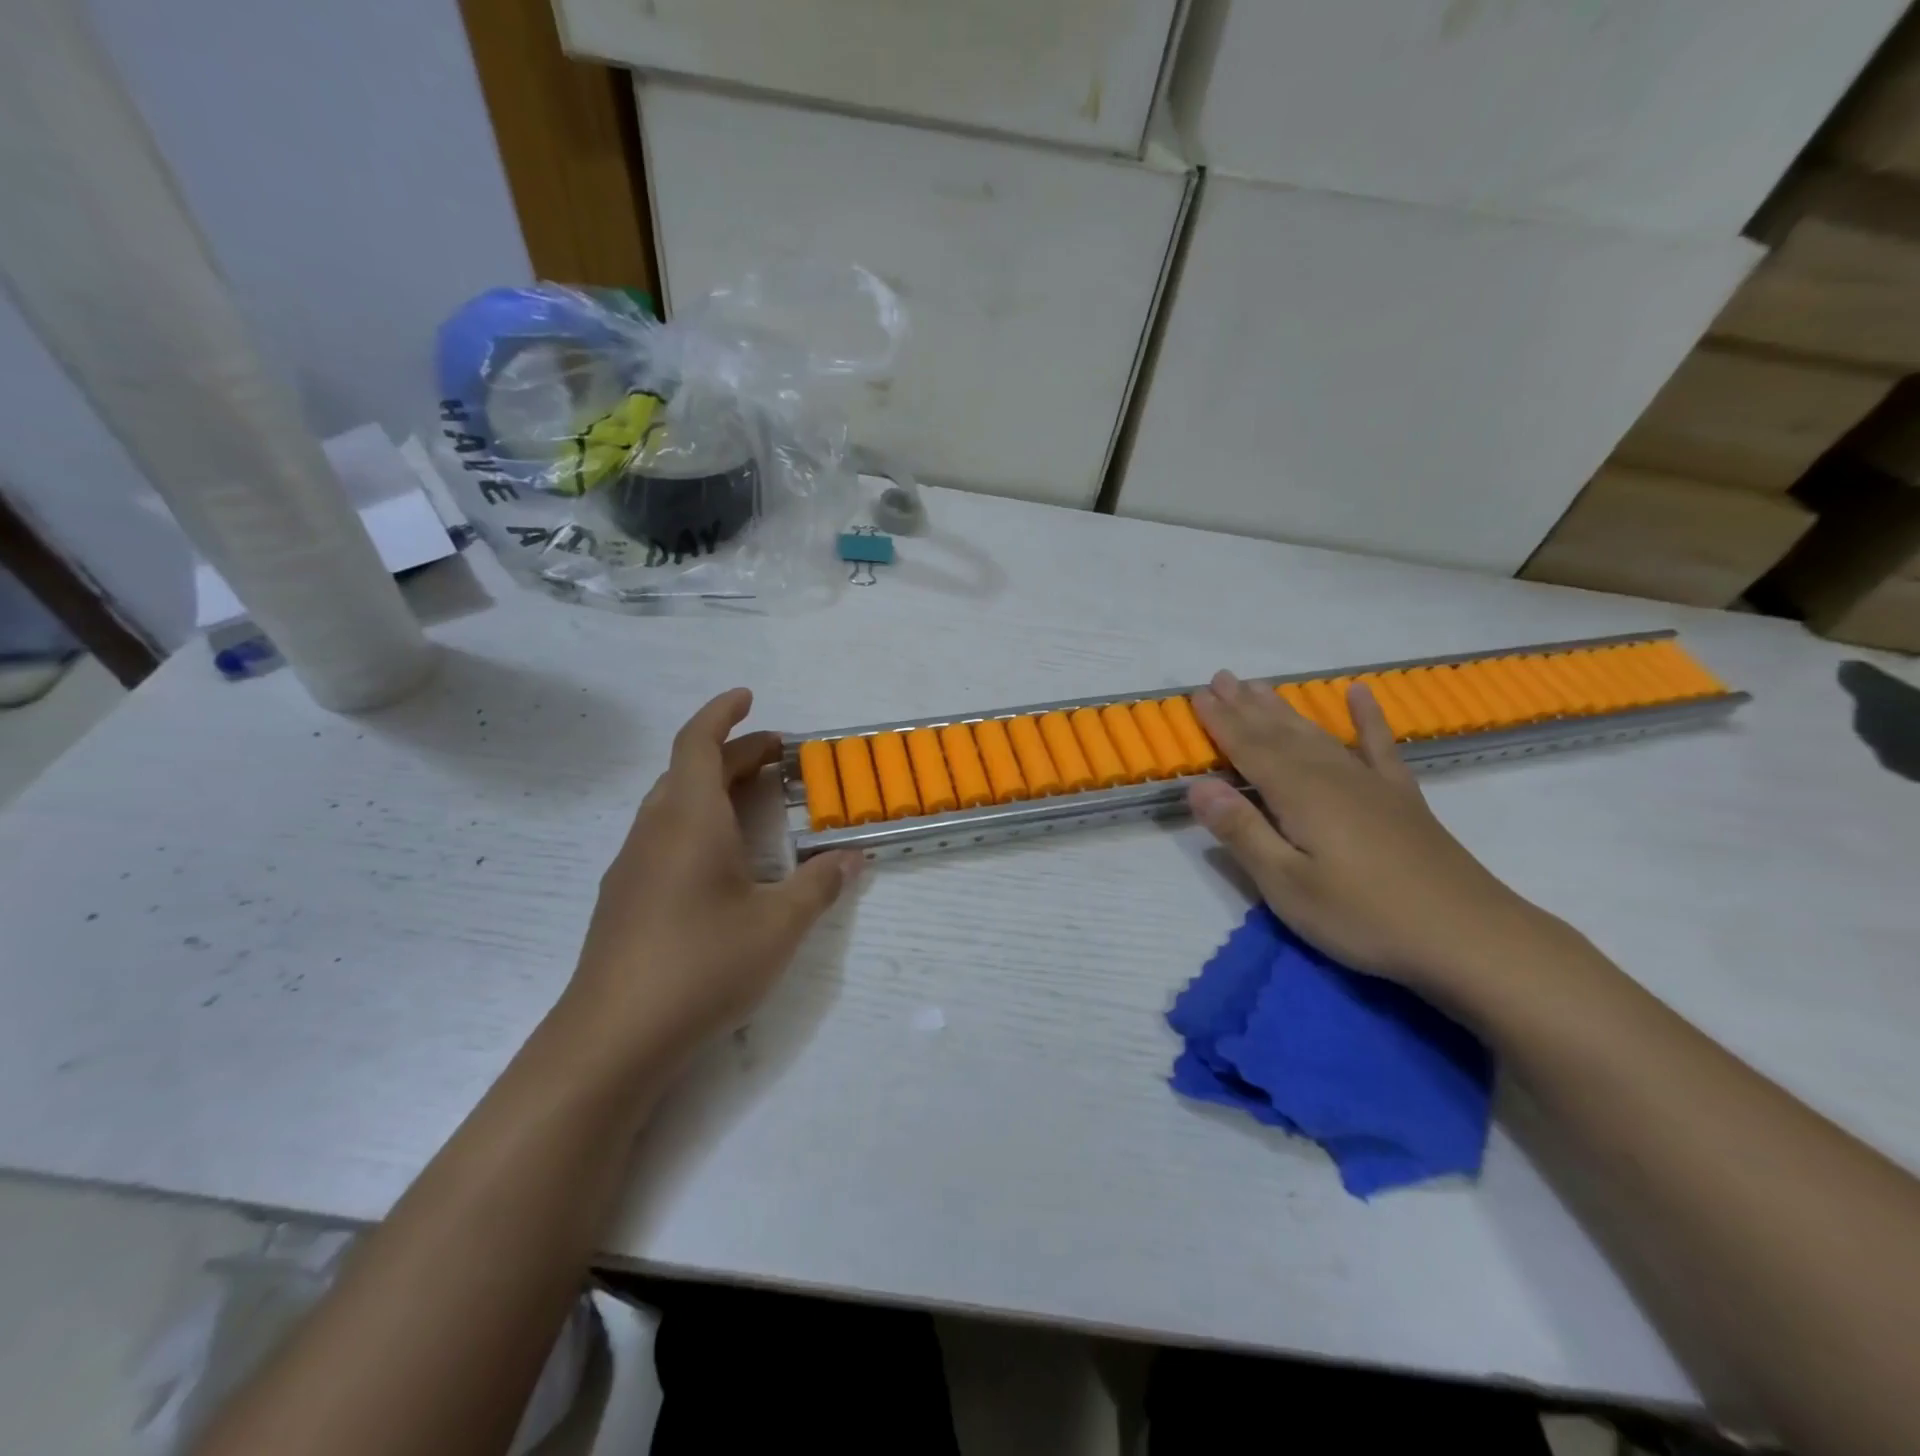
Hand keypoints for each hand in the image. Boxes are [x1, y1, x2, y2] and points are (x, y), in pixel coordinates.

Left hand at [561, 688, 860, 1069]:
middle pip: (688, 770)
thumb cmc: (701, 965)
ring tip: (754, 800)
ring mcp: (632, 865)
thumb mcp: (778, 926)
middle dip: (733, 754)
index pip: (698, 743)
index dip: (722, 714)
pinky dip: (696, 823)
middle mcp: (654, 831)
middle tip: (778, 757)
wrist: (612, 1039)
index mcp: (689, 820)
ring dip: (712, 788)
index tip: (748, 697)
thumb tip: (853, 858)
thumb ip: (819, 886)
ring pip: (672, 804)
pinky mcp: (624, 899)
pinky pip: (663, 836)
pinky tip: (720, 861)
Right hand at [1187, 671, 1569, 997]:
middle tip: (1221, 677)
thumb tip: (1198, 786)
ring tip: (1261, 687)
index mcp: (1299, 795)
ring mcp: (1371, 783)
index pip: (1249, 748)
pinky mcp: (1401, 798)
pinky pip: (1379, 746)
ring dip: (1285, 710)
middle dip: (1246, 706)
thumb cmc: (1363, 916)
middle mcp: (1332, 776)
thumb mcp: (1287, 885)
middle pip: (1280, 733)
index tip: (1197, 695)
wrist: (1468, 937)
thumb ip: (1242, 831)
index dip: (1221, 722)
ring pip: (1317, 734)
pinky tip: (1360, 694)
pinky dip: (1367, 718)